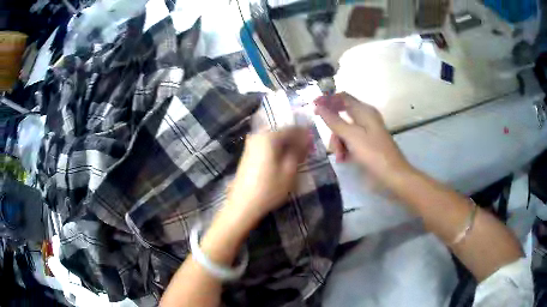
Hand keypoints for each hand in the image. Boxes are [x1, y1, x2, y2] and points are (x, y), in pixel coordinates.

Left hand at [224, 127, 310, 224]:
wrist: (243, 204)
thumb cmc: (269, 188)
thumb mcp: (289, 170)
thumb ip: (298, 151)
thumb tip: (306, 139)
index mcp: (269, 137)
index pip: (291, 129)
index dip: (304, 135)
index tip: (314, 142)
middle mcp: (258, 136)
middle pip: (281, 133)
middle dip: (295, 140)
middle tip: (307, 151)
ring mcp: (251, 145)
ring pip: (274, 140)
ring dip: (286, 146)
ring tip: (297, 157)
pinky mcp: (248, 154)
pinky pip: (266, 146)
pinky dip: (277, 150)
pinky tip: (283, 160)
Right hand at [314, 92, 411, 184]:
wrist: (393, 175)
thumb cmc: (373, 154)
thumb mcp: (351, 136)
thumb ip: (333, 120)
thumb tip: (318, 105)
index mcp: (364, 111)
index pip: (342, 97)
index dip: (327, 100)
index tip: (313, 108)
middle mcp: (365, 118)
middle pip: (341, 115)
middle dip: (333, 129)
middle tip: (328, 140)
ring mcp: (366, 131)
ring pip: (344, 130)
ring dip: (338, 142)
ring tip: (340, 156)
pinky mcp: (366, 144)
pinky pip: (350, 141)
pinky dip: (345, 148)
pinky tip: (344, 159)